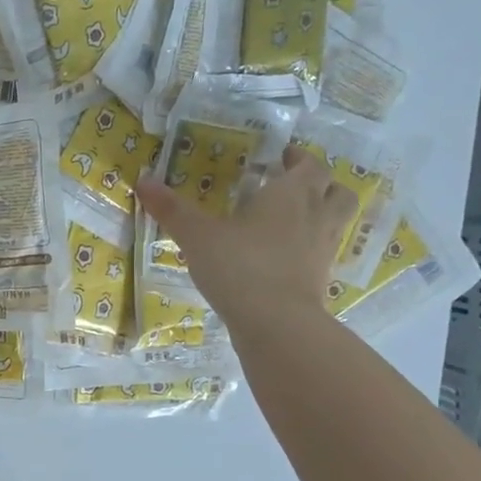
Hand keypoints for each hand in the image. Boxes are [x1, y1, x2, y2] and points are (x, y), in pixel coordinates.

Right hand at [136, 145, 358, 337]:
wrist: (276, 324)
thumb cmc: (239, 266)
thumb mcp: (197, 236)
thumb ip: (172, 209)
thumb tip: (142, 180)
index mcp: (292, 195)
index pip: (310, 165)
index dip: (299, 158)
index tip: (282, 156)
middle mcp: (316, 217)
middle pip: (336, 190)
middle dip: (319, 183)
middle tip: (292, 184)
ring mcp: (323, 250)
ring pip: (337, 221)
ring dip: (323, 213)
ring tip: (295, 217)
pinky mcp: (321, 280)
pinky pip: (324, 253)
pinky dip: (311, 248)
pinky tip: (286, 256)